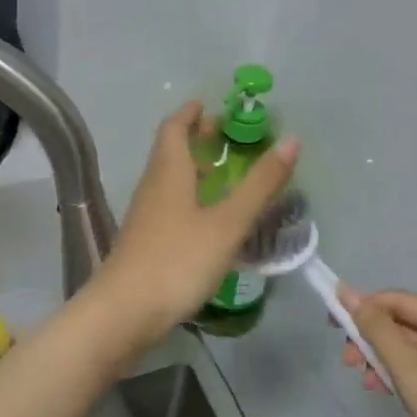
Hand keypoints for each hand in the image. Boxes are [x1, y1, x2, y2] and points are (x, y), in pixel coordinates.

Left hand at [85, 102, 297, 352]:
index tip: (207, 103)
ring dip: (190, 167)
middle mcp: (153, 187)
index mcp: (168, 172)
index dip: (190, 113)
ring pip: (168, 179)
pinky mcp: (145, 242)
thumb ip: (260, 184)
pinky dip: (188, 196)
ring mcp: (146, 216)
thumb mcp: (227, 222)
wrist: (124, 314)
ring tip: (219, 171)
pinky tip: (205, 217)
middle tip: (222, 133)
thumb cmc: (177, 260)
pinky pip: (168, 204)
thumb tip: (292, 140)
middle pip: (169, 151)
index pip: (174, 127)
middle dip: (193, 137)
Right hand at [339, 289, 416, 416]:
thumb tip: (345, 292)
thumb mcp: (407, 365)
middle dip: (371, 338)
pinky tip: (383, 391)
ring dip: (381, 360)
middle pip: (403, 324)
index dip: (363, 307)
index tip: (332, 324)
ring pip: (409, 350)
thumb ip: (375, 327)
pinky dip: (398, 377)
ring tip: (364, 381)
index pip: (398, 300)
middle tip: (347, 361)